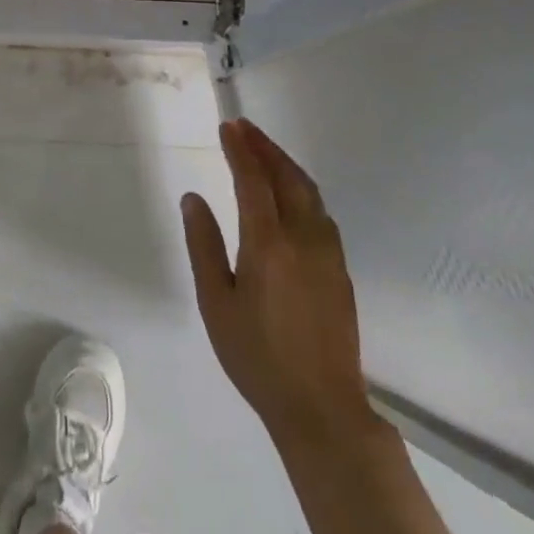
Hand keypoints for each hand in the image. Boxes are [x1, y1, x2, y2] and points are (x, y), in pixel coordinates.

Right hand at [182, 119, 372, 450]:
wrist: (321, 407)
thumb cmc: (256, 356)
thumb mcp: (215, 302)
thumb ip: (203, 245)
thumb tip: (193, 198)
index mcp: (268, 244)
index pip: (254, 180)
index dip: (241, 150)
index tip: (228, 127)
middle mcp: (303, 239)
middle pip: (288, 177)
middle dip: (266, 147)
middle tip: (245, 128)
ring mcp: (328, 253)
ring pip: (310, 193)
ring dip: (287, 165)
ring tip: (265, 151)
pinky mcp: (340, 270)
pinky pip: (321, 213)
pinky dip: (302, 189)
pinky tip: (292, 194)